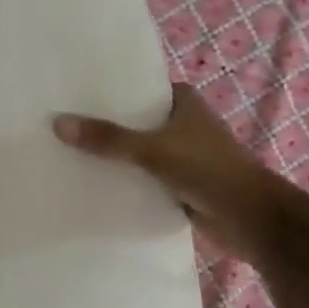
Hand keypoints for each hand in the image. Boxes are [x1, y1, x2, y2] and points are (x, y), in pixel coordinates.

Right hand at [53, 83, 277, 257]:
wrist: (250, 219)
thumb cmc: (208, 170)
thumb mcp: (153, 150)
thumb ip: (108, 139)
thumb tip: (58, 124)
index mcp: (183, 102)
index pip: (138, 89)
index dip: (108, 92)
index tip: (71, 95)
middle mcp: (182, 124)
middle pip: (134, 122)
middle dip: (104, 126)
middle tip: (60, 126)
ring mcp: (180, 156)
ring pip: (137, 152)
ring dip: (113, 157)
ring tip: (66, 154)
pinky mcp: (178, 185)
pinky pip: (142, 178)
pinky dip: (124, 181)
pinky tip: (92, 185)